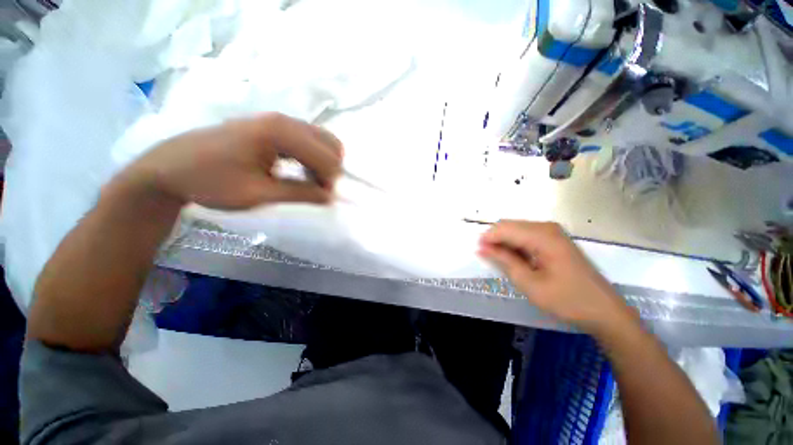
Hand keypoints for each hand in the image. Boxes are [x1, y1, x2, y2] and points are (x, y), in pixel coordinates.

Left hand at [124, 113, 343, 209]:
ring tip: (308, 182)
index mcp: (278, 132)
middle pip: (330, 143)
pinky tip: (299, 171)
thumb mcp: (259, 194)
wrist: (170, 168)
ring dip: (323, 163)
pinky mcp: (272, 126)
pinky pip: (308, 140)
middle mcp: (283, 120)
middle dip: (330, 169)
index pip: (326, 156)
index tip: (321, 198)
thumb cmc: (211, 182)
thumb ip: (300, 194)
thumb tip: (331, 197)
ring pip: (321, 140)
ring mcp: (277, 120)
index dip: (329, 180)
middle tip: (316, 189)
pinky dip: (313, 157)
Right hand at [479, 220, 633, 333]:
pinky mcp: (555, 239)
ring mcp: (552, 232)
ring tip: (502, 262)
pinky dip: (516, 246)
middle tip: (489, 259)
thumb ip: (503, 260)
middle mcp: (547, 227)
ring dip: (504, 243)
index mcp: (542, 235)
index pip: (504, 228)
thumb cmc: (567, 300)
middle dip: (495, 240)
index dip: (487, 239)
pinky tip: (517, 261)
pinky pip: (526, 236)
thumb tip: (481, 247)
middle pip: (509, 225)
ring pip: (516, 230)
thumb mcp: (529, 283)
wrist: (605, 311)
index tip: (478, 253)